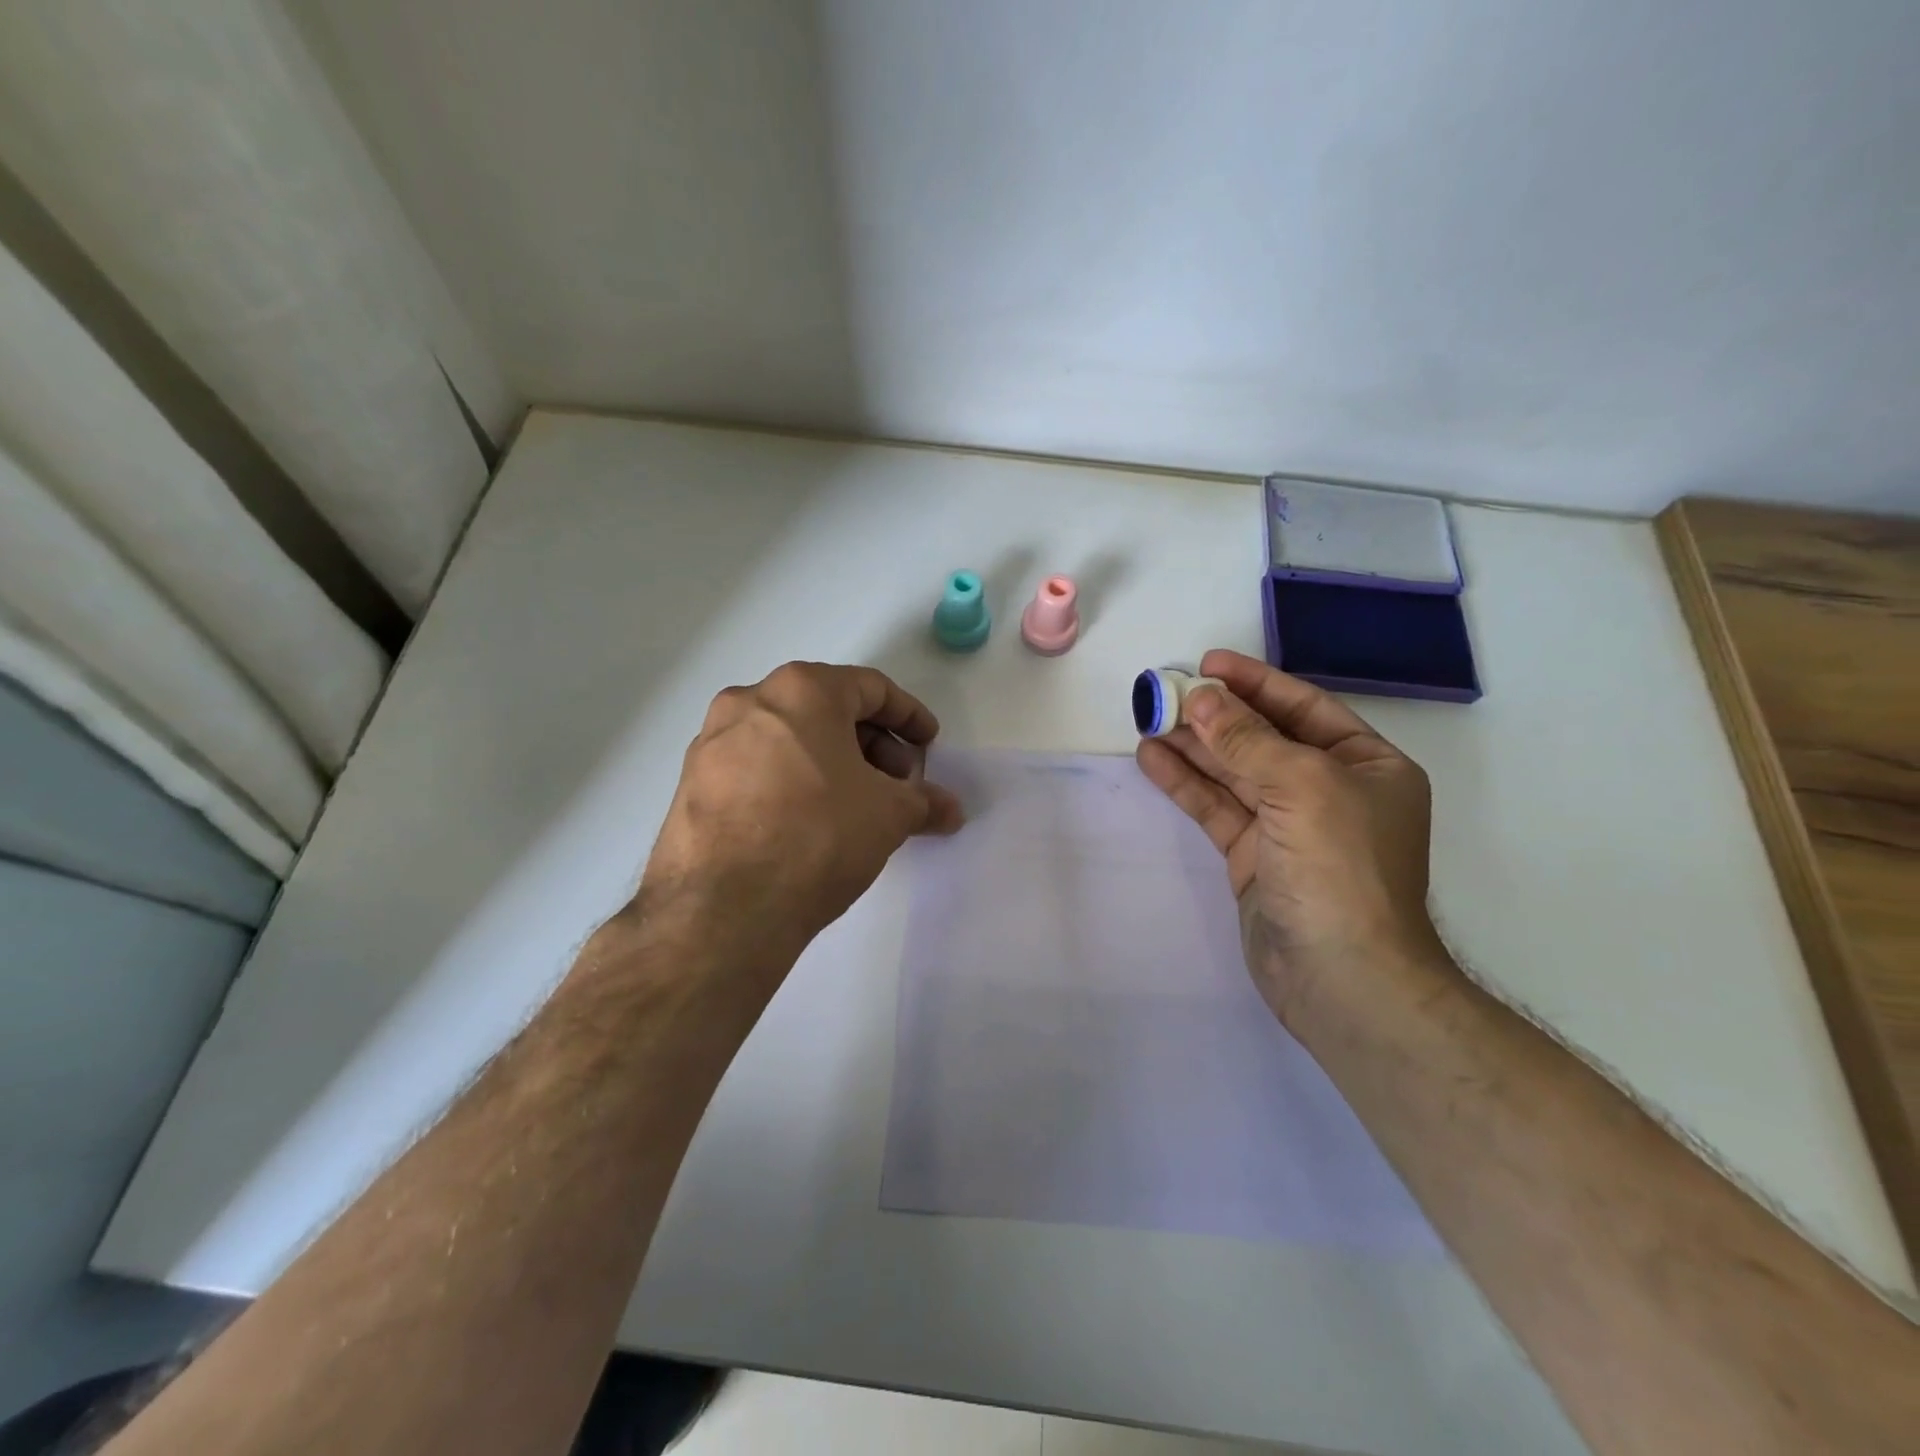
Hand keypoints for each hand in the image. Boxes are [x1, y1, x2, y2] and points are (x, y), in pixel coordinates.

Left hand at [640, 662, 964, 960]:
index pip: (871, 688)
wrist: (723, 909)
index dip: (909, 717)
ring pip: (789, 738)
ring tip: (855, 807)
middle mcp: (749, 701)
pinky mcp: (692, 783)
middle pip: (826, 709)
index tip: (928, 746)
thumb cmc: (818, 836)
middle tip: (897, 784)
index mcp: (801, 690)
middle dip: (871, 745)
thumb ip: (924, 802)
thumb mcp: (889, 815)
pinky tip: (809, 823)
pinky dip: (792, 782)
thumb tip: (950, 811)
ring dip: (831, 764)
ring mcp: (712, 742)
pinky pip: (757, 768)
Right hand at [1136, 649, 1444, 1024]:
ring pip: (1233, 773)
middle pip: (1262, 738)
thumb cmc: (1339, 866)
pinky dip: (1186, 784)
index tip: (1207, 663)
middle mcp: (1329, 790)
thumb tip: (1202, 697)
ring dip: (1192, 746)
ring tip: (1147, 719)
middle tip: (1163, 692)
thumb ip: (1247, 739)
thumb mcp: (1301, 785)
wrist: (1341, 976)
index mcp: (1366, 765)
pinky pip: (1217, 808)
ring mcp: (1288, 826)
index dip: (1255, 682)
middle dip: (1214, 715)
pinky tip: (1152, 760)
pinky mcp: (1254, 858)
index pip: (1303, 708)